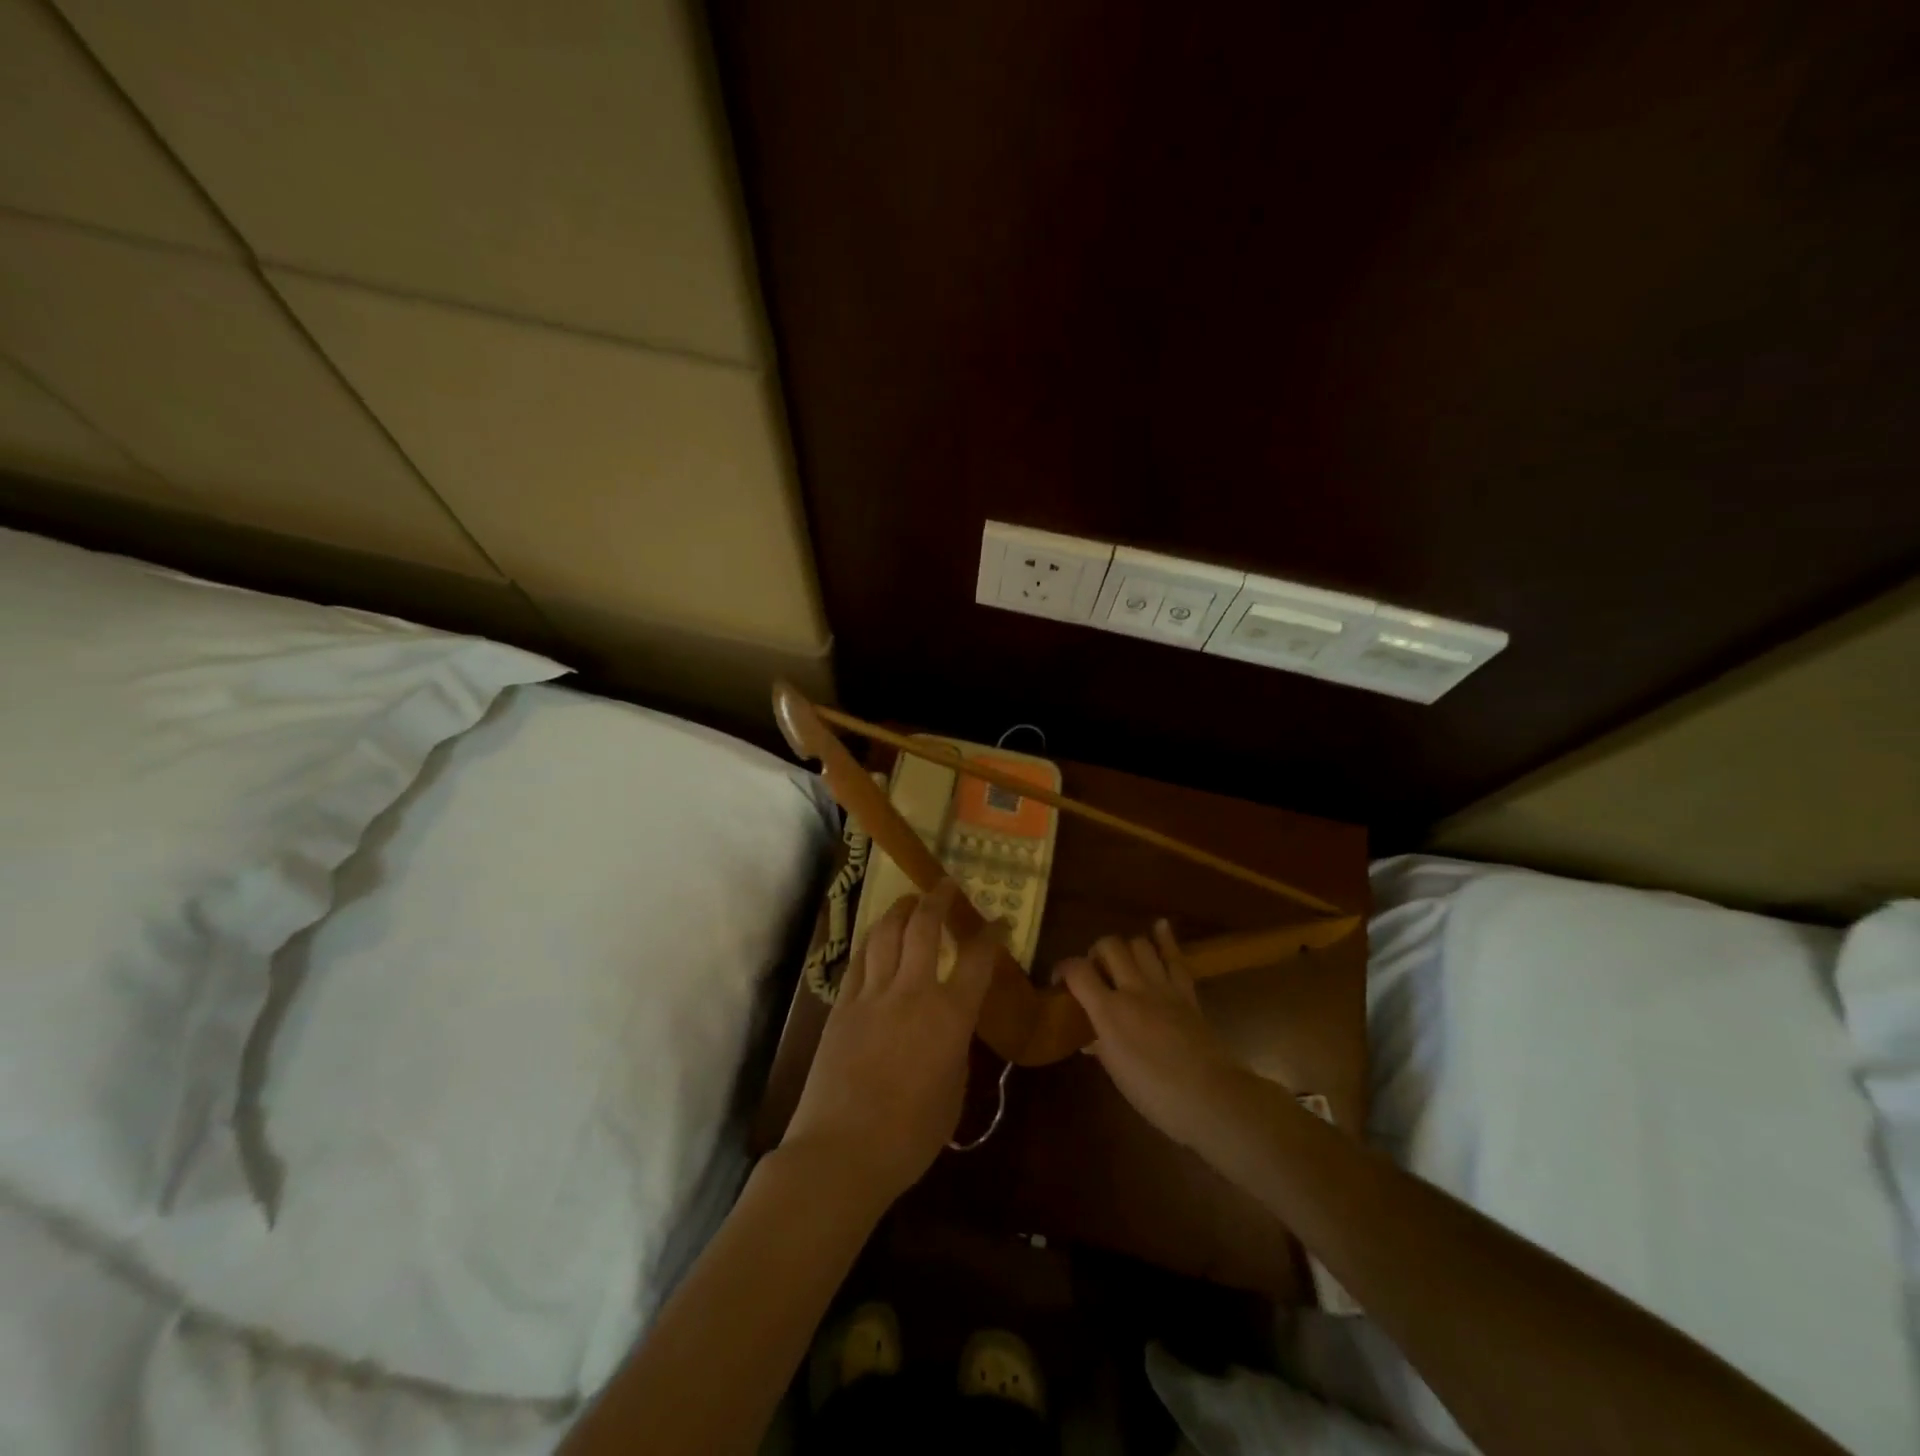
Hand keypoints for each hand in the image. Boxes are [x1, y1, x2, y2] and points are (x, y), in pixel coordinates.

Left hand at [782, 880, 996, 1210]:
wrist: (842, 1151)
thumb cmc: (910, 1136)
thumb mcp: (953, 1093)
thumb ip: (956, 1050)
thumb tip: (951, 1028)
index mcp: (950, 1016)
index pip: (978, 960)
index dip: (991, 934)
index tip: (999, 921)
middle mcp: (912, 992)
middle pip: (924, 927)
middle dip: (938, 899)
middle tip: (945, 885)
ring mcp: (871, 995)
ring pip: (886, 933)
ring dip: (900, 909)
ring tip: (910, 900)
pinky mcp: (841, 1006)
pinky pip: (859, 959)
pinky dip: (872, 940)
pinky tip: (876, 936)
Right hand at [1058, 921, 1247, 1150]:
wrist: (1212, 1098)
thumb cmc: (1157, 1095)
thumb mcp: (1117, 1074)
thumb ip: (1101, 1046)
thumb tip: (1089, 1037)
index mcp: (1109, 1012)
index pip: (1077, 971)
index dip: (1063, 969)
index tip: (1059, 981)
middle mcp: (1133, 990)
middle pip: (1109, 946)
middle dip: (1096, 952)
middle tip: (1095, 972)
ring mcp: (1163, 988)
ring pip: (1140, 944)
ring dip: (1126, 947)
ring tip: (1122, 961)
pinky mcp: (1187, 993)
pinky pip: (1175, 959)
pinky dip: (1165, 940)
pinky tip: (1159, 926)